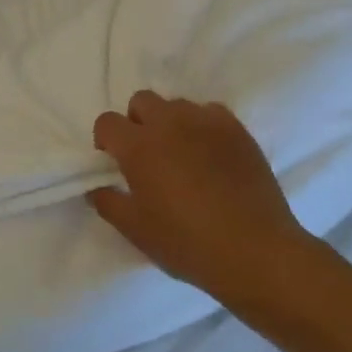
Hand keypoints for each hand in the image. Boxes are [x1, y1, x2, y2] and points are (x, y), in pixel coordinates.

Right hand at [89, 91, 330, 312]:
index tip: (114, 162)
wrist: (255, 251)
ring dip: (170, 122)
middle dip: (136, 121)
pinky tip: (210, 155)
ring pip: (177, 105)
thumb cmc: (186, 242)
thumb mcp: (135, 230)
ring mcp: (207, 122)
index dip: (106, 140)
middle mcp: (170, 123)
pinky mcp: (238, 130)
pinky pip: (211, 113)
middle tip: (146, 155)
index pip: (107, 122)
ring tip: (181, 154)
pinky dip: (203, 126)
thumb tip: (96, 188)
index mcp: (139, 146)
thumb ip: (108, 203)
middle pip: (142, 101)